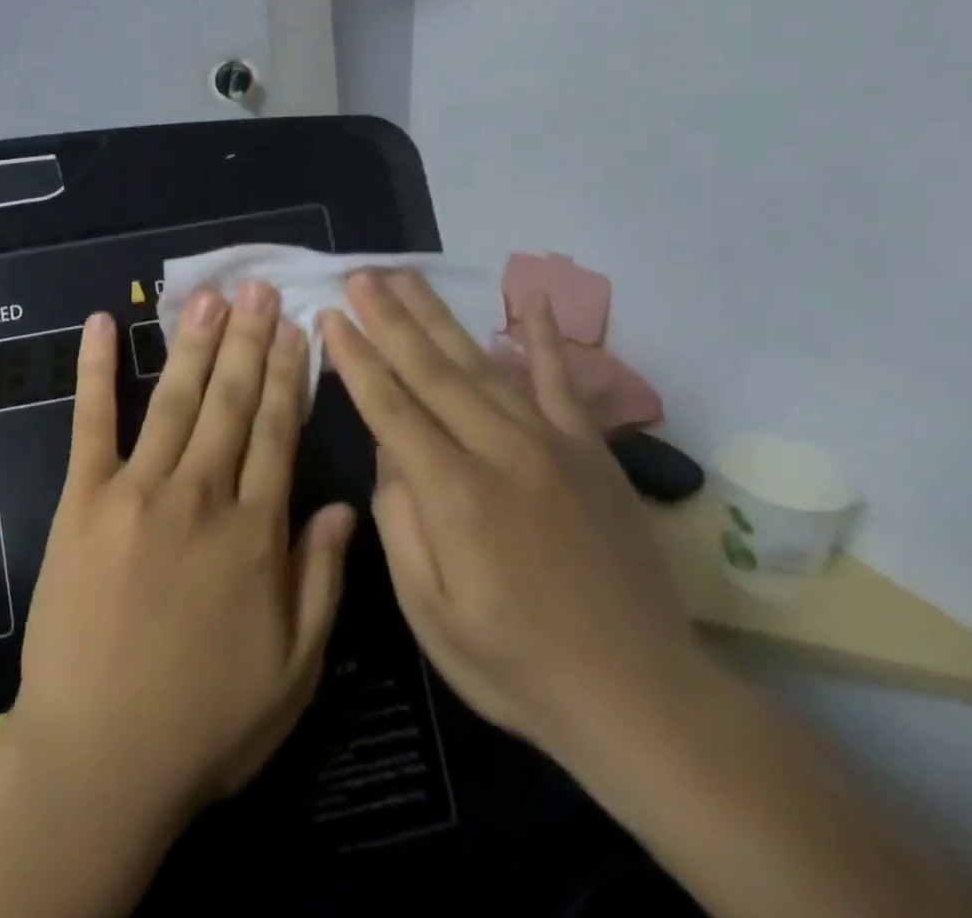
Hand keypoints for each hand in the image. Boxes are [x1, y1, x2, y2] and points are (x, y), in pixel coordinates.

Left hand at [6, 285, 356, 832]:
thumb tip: (344, 505)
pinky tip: (101, 325)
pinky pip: (91, 423)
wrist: (99, 758)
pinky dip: (96, 370)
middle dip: (249, 341)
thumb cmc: (205, 723)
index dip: (288, 378)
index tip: (297, 331)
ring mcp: (137, 492)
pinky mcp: (83, 499)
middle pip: (232, 403)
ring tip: (211, 297)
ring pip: (177, 401)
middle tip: (258, 289)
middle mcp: (201, 497)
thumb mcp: (294, 671)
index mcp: (254, 534)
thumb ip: (321, 580)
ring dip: (195, 344)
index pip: (278, 435)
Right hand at [320, 272, 697, 760]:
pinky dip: (546, 339)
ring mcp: (551, 445)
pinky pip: (563, 383)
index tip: (329, 315)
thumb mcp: (429, 611)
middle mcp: (500, 452)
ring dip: (438, 316)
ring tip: (406, 277)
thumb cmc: (517, 664)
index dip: (355, 357)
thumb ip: (399, 521)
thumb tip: (390, 452)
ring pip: (481, 364)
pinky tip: (532, 300)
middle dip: (388, 318)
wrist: (642, 697)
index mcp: (453, 493)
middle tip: (358, 275)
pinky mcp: (592, 452)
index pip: (390, 406)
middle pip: (431, 370)